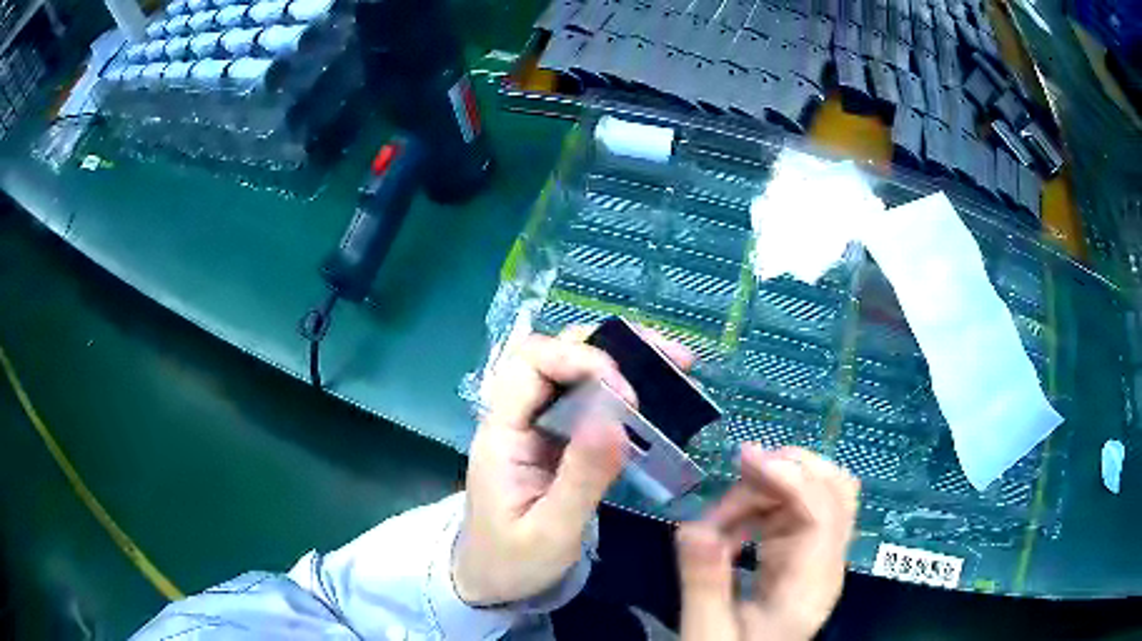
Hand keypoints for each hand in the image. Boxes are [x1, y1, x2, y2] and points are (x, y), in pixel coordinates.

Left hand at [454, 326, 693, 604]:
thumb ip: (582, 477)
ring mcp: (536, 428)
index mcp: (502, 434)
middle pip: (554, 354)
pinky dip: (624, 393)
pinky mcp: (556, 441)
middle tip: (672, 359)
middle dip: (612, 347)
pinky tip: (657, 402)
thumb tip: (617, 417)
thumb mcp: (552, 531)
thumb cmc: (513, 562)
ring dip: (624, 362)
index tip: (627, 393)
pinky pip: (588, 402)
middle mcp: (517, 418)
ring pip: (575, 372)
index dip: (579, 362)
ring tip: (676, 368)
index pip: (530, 365)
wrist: (491, 582)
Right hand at [677, 445, 858, 640]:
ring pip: (810, 492)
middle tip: (736, 474)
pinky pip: (788, 511)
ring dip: (766, 489)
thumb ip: (703, 585)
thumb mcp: (708, 633)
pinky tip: (726, 530)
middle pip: (833, 490)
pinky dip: (758, 506)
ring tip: (717, 518)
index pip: (825, 513)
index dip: (792, 477)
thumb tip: (691, 528)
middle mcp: (824, 561)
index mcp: (811, 585)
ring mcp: (814, 555)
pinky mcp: (797, 554)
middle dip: (787, 470)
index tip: (744, 460)